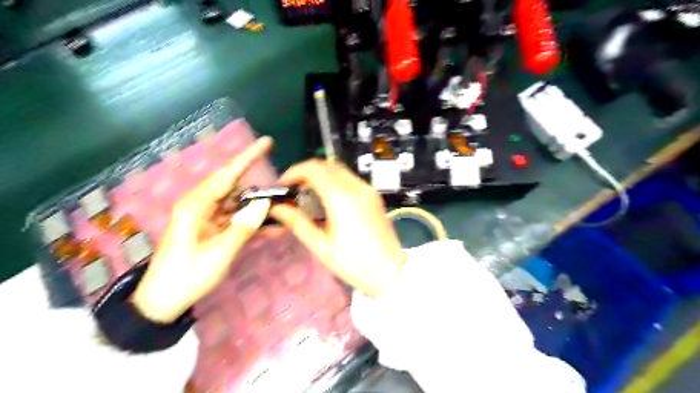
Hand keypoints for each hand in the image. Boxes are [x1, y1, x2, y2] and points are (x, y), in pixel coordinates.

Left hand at [132, 137, 273, 323]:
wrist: (162, 302)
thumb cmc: (187, 276)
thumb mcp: (219, 253)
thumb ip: (244, 227)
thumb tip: (265, 204)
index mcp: (196, 205)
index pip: (227, 175)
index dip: (248, 158)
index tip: (267, 142)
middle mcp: (201, 206)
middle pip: (235, 188)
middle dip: (259, 187)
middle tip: (283, 188)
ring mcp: (207, 219)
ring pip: (238, 205)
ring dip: (259, 208)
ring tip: (283, 209)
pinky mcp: (212, 230)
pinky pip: (236, 221)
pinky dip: (253, 224)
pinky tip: (274, 229)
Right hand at [272, 160, 407, 296]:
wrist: (391, 271)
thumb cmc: (354, 263)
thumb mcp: (322, 246)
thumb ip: (298, 223)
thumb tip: (277, 209)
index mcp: (341, 198)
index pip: (314, 169)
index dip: (294, 171)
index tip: (284, 185)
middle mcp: (356, 187)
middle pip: (326, 165)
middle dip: (306, 172)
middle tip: (294, 190)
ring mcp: (368, 190)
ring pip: (339, 169)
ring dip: (321, 175)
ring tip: (308, 194)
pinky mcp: (374, 196)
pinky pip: (350, 178)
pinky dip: (334, 180)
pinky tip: (328, 199)